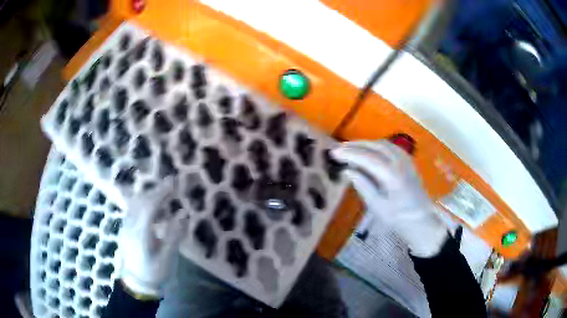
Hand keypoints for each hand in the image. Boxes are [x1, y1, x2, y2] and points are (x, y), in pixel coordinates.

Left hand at [118, 179, 187, 296]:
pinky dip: (144, 202)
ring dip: (149, 195)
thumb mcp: (168, 258)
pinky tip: (153, 208)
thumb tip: (183, 213)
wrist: (137, 283)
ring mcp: (125, 226)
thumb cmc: (155, 272)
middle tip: (171, 185)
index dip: (161, 193)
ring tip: (164, 194)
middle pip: (141, 201)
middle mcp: (130, 226)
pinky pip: (133, 208)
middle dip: (156, 190)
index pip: (149, 206)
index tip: (173, 184)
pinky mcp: (125, 228)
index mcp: (140, 234)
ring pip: (135, 203)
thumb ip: (174, 235)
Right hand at [331, 140, 447, 256]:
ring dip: (365, 143)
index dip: (350, 154)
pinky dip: (376, 145)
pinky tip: (369, 150)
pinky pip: (390, 147)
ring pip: (383, 144)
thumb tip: (348, 171)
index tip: (334, 153)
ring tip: (350, 148)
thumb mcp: (377, 207)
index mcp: (392, 176)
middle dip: (355, 145)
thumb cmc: (398, 218)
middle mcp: (400, 163)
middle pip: (375, 146)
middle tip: (338, 149)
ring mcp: (406, 160)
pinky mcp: (408, 161)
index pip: (368, 158)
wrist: (421, 220)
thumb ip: (363, 186)